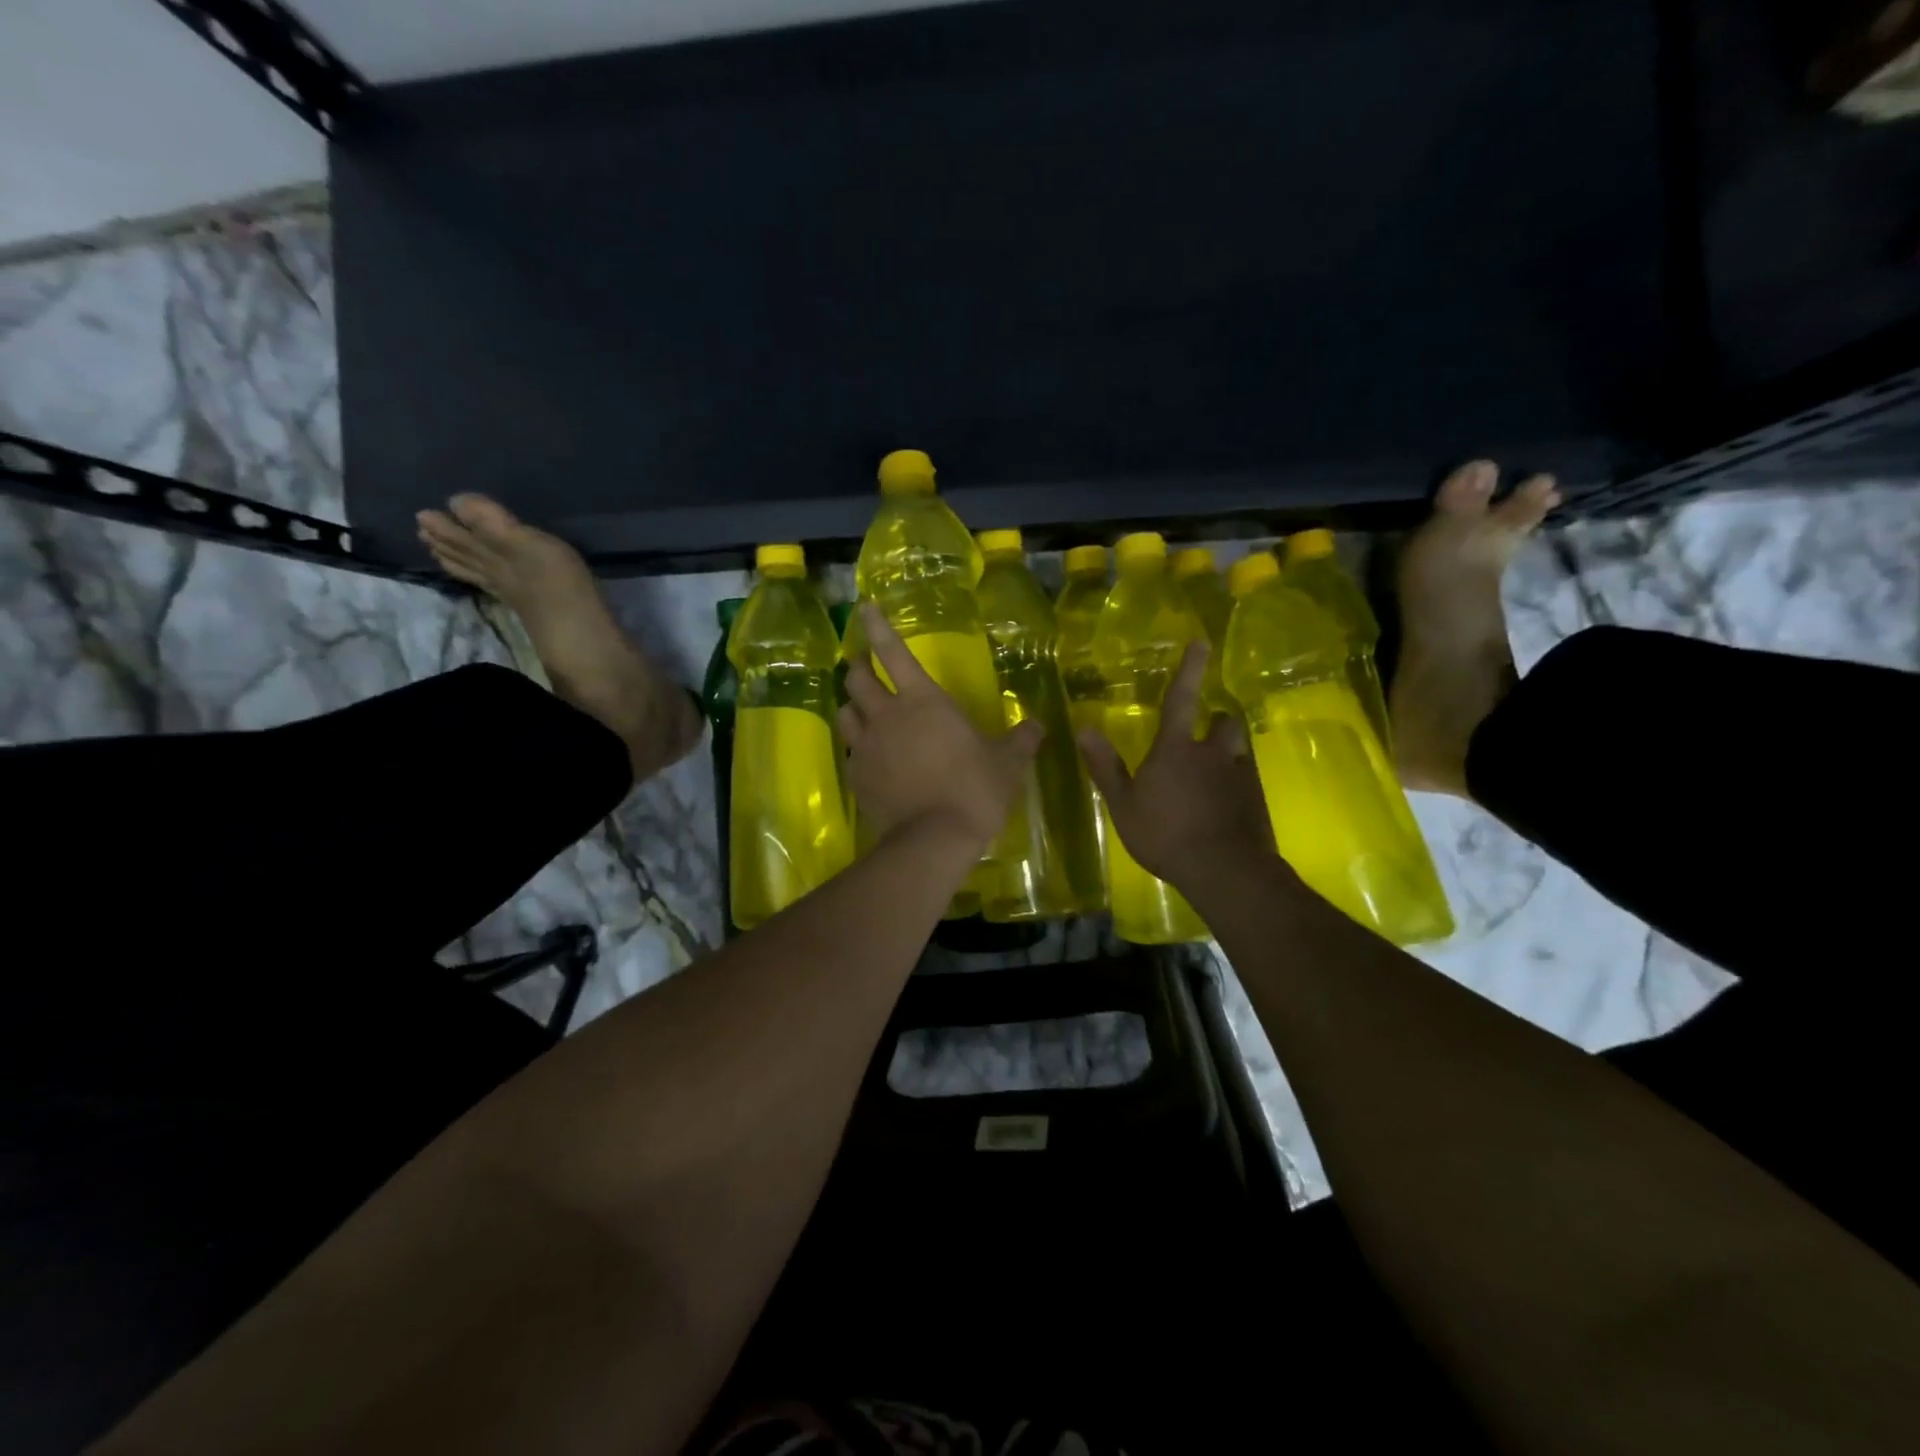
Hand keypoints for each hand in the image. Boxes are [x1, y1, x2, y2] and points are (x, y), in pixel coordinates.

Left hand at [840, 605, 1042, 849]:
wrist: (934, 838)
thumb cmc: (975, 790)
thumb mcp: (1007, 764)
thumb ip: (1021, 741)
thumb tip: (1038, 727)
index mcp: (924, 700)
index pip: (894, 651)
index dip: (877, 626)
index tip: (863, 608)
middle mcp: (887, 715)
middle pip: (856, 678)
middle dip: (858, 667)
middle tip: (864, 667)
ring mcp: (866, 746)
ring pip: (845, 713)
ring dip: (853, 707)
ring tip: (864, 714)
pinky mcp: (856, 777)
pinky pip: (850, 753)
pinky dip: (858, 749)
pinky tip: (871, 761)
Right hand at [1077, 641, 1276, 888]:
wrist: (1225, 870)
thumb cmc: (1165, 834)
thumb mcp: (1124, 804)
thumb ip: (1105, 766)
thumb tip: (1083, 728)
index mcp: (1176, 749)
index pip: (1180, 699)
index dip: (1189, 669)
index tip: (1201, 643)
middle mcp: (1213, 753)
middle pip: (1223, 722)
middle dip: (1215, 720)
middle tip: (1206, 731)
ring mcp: (1240, 776)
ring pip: (1238, 750)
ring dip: (1228, 752)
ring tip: (1215, 771)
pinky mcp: (1257, 801)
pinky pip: (1247, 781)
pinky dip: (1236, 785)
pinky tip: (1226, 806)